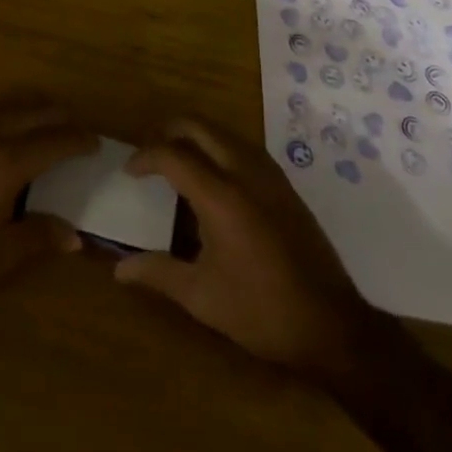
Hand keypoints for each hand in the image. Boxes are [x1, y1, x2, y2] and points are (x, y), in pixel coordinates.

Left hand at [0, 95, 96, 308]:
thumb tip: (75, 235)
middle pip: (33, 112)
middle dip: (59, 116)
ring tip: (49, 122)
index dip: (78, 140)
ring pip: (8, 106)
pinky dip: (8, 113)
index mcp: (5, 162)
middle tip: (77, 127)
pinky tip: (10, 130)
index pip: (53, 141)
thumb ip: (40, 235)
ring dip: (33, 110)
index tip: (96, 142)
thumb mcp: (1, 255)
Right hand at [114, 117, 398, 382]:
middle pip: (199, 126)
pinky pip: (242, 146)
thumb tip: (119, 269)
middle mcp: (243, 171)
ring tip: (177, 160)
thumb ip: (159, 274)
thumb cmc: (262, 311)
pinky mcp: (284, 184)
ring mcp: (268, 174)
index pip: (173, 155)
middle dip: (169, 131)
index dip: (146, 157)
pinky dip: (218, 146)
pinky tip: (214, 176)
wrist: (333, 325)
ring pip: (223, 132)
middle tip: (150, 153)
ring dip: (195, 135)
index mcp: (220, 195)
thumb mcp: (204, 298)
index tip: (129, 171)